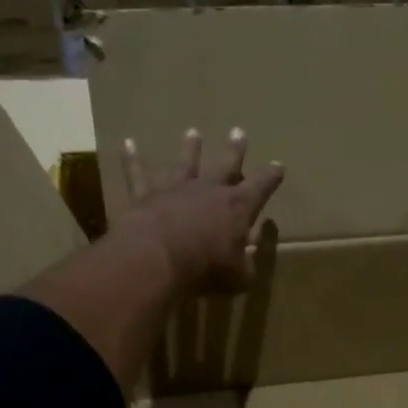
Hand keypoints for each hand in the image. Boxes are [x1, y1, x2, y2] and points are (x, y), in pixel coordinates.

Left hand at [116, 127, 283, 293]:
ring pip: (186, 163)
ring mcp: (177, 190)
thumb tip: (248, 262)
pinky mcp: (147, 196)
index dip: (271, 176)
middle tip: (239, 132)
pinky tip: (128, 143)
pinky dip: (133, 159)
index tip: (278, 166)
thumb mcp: (238, 276)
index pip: (261, 187)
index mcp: (238, 207)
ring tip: (192, 133)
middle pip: (226, 165)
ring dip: (190, 149)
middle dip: (235, 151)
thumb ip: (245, 266)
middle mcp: (209, 190)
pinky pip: (139, 174)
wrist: (160, 257)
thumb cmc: (207, 268)